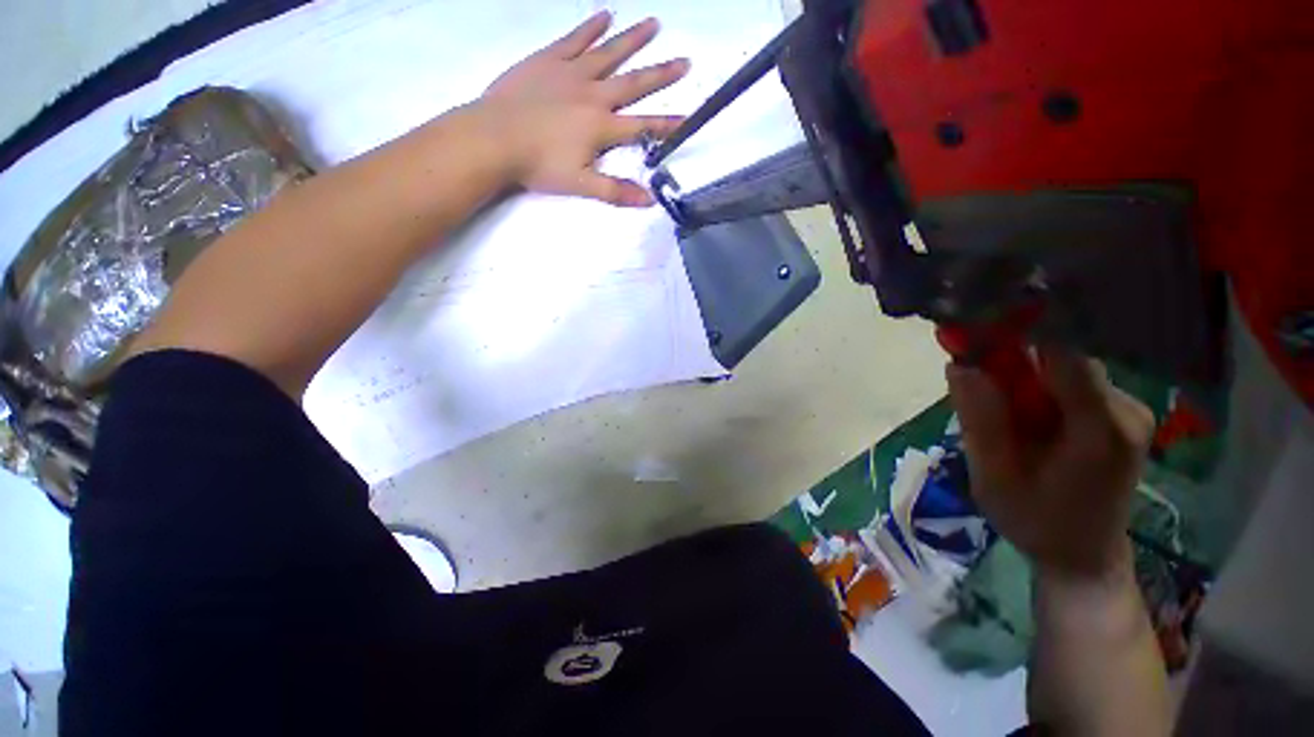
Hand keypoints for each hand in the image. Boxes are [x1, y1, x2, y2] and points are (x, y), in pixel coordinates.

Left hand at [481, 11, 689, 206]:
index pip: (643, 127)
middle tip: (685, 61)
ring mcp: (571, 72)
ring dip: (633, 39)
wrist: (495, 138)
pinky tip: (605, 15)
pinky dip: (591, 27)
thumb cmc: (539, 165)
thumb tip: (649, 200)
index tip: (689, 118)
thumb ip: (616, 191)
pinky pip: (574, 39)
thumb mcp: (581, 185)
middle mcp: (594, 94)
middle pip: (634, 83)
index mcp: (602, 127)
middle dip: (661, 74)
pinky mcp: (548, 59)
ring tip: (654, 24)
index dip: (667, 125)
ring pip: (609, 53)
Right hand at [947, 345, 1153, 578]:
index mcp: (1100, 429)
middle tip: (967, 373)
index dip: (1019, 329)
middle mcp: (1124, 409)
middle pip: (1061, 355)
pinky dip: (1034, 385)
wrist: (1084, 556)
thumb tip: (959, 365)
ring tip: (991, 403)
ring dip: (1019, 374)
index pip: (1065, 353)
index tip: (972, 322)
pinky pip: (1068, 380)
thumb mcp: (993, 478)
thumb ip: (980, 421)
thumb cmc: (1036, 523)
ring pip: (1062, 366)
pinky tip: (1017, 412)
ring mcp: (1127, 409)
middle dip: (1009, 356)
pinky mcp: (1117, 412)